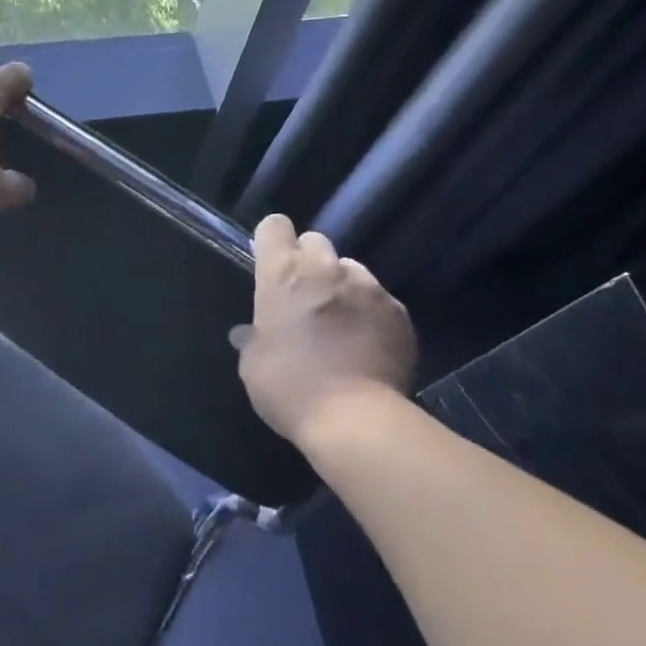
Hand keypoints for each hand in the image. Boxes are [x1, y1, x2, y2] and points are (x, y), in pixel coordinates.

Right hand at [231, 214, 416, 448]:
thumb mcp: (254, 366)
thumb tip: (247, 333)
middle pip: (316, 241)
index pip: (275, 226)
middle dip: (309, 262)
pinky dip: (371, 314)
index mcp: (283, 274)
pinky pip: (380, 300)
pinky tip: (368, 345)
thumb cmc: (289, 388)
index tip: (270, 262)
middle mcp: (326, 268)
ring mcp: (368, 287)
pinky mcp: (398, 311)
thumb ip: (252, 339)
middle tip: (305, 296)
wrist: (355, 419)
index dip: (272, 240)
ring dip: (343, 287)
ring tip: (342, 324)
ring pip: (352, 270)